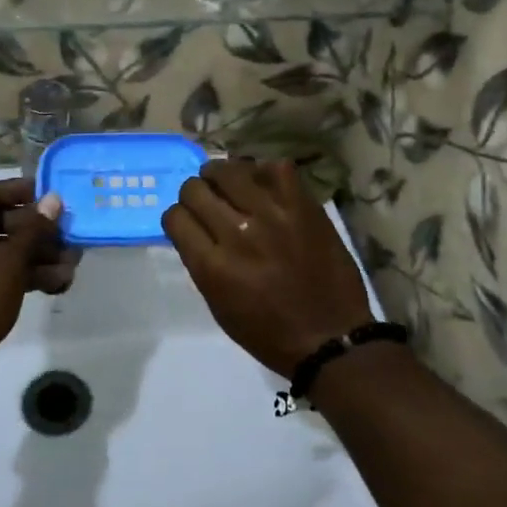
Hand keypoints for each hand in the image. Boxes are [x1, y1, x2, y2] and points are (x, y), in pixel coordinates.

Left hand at [0, 178, 76, 373]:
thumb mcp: (9, 261)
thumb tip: (53, 199)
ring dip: (36, 256)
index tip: (52, 197)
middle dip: (37, 232)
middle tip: (68, 236)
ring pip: (1, 251)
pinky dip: (21, 275)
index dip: (22, 192)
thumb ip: (34, 228)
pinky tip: (56, 284)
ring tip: (71, 266)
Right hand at [162, 159, 374, 380]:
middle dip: (195, 194)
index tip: (188, 222)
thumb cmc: (269, 333)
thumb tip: (195, 229)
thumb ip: (202, 263)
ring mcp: (272, 216)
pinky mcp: (303, 207)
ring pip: (229, 170)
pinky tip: (264, 184)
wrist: (331, 338)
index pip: (175, 217)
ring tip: (229, 183)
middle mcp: (237, 234)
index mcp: (212, 266)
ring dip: (221, 175)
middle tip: (207, 201)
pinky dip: (264, 172)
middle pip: (195, 189)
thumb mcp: (218, 306)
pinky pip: (277, 169)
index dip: (177, 217)